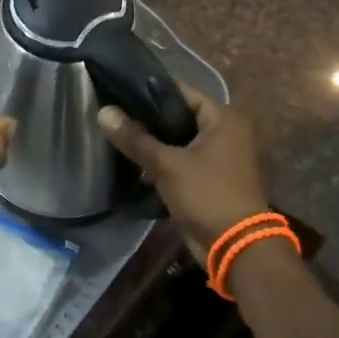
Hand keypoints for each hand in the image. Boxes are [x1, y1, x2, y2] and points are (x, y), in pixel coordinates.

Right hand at [98, 86, 269, 264]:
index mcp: (224, 118)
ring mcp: (221, 156)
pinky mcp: (212, 178)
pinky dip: (164, 162)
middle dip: (149, 119)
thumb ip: (135, 138)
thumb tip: (103, 112)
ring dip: (155, 143)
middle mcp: (227, 132)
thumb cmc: (207, 194)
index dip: (150, 90)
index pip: (182, 91)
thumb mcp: (167, 164)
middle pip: (180, 116)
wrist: (235, 247)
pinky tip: (135, 163)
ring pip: (180, 140)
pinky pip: (183, 161)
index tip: (119, 91)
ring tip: (119, 137)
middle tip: (116, 115)